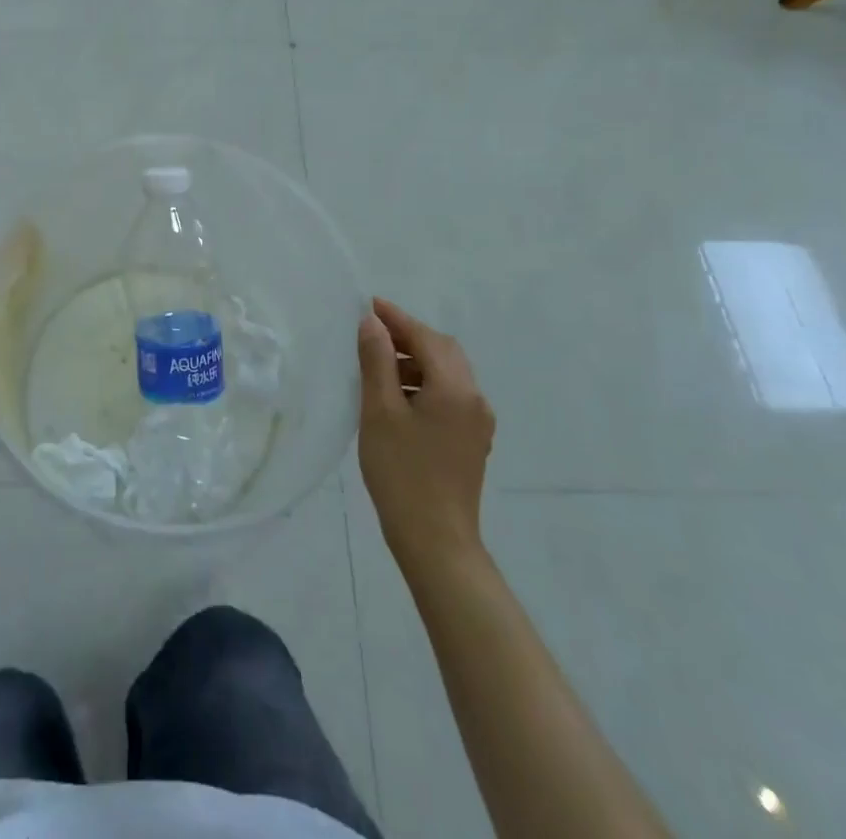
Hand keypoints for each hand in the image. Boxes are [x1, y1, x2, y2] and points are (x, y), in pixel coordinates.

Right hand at [357, 296, 494, 571]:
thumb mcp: (380, 411)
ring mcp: (477, 422)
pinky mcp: (471, 440)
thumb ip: (377, 361)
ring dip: (416, 361)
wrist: (435, 541)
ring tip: (378, 366)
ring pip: (447, 374)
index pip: (426, 338)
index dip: (396, 319)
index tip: (368, 304)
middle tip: (372, 333)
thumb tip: (373, 324)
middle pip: (443, 351)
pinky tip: (396, 396)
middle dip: (409, 337)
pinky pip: (449, 395)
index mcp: (456, 388)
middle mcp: (475, 399)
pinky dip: (424, 383)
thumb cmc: (402, 473)